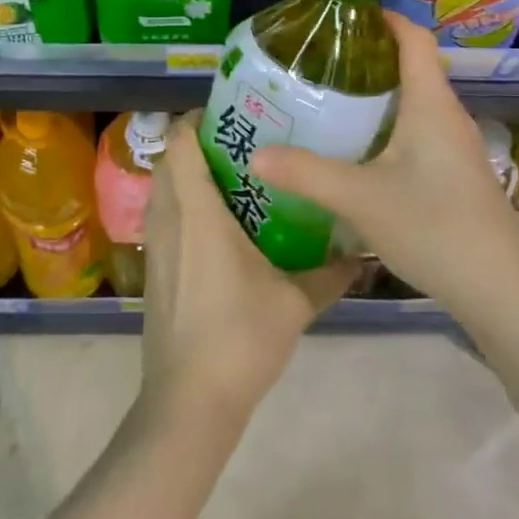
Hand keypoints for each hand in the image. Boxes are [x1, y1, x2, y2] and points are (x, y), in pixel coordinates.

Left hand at [140, 116, 359, 425]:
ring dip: (187, 172)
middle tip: (241, 143)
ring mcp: (156, 244)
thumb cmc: (240, 339)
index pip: (181, 142)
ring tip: (232, 177)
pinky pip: (162, 215)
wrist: (189, 402)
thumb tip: (365, 254)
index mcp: (198, 213)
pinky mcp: (153, 268)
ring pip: (162, 186)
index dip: (197, 119)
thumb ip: (331, 274)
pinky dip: (182, 203)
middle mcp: (170, 218)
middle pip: (169, 158)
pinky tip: (217, 224)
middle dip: (197, 142)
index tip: (232, 116)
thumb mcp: (294, 304)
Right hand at [250, 12, 518, 307]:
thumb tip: (256, 155)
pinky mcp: (455, 174)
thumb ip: (306, 174)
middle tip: (319, 62)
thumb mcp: (360, 198)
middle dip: (368, 57)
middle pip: (411, 67)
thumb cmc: (434, 228)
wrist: (500, 292)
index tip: (343, 14)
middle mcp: (447, 116)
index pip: (414, 38)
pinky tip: (359, 151)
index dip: (383, 18)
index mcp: (431, 104)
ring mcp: (456, 147)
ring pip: (414, 102)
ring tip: (330, 100)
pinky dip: (387, 125)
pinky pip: (418, 131)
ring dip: (377, 95)